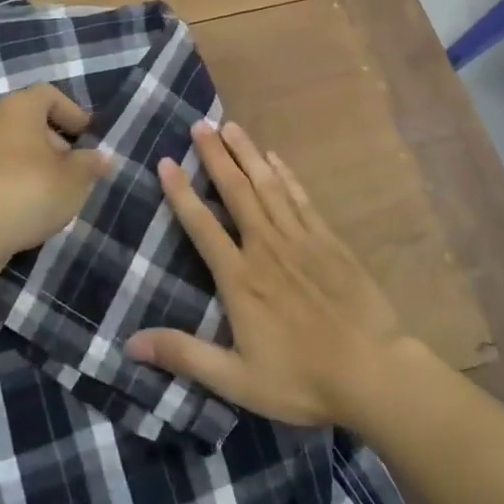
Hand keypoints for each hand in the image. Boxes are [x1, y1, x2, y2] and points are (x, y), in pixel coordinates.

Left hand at [0, 84, 106, 260]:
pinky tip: (26, 204)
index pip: (48, 94)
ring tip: (52, 189)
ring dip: (32, 160)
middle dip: (54, 140)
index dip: (71, 112)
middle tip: (72, 166)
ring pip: (10, 144)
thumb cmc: (30, 191)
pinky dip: (12, 177)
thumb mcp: (74, 179)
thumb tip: (100, 158)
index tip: (87, 137)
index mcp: (18, 107)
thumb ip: (89, 163)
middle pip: (28, 119)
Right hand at [124, 121, 404, 426]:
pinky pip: (300, 197)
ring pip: (268, 185)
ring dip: (247, 153)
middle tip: (199, 124)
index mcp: (240, 278)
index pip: (202, 225)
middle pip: (236, 191)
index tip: (165, 161)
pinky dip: (285, 174)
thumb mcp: (236, 379)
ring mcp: (300, 239)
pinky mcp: (328, 240)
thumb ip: (184, 355)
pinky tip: (275, 157)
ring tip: (230, 126)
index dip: (181, 192)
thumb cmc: (301, 378)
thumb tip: (130, 343)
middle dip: (216, 156)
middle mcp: (266, 247)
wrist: (372, 372)